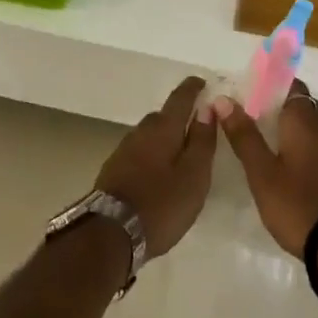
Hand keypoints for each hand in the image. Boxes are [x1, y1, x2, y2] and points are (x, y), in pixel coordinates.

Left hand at [94, 77, 218, 256]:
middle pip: (163, 116)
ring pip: (150, 135)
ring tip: (180, 153)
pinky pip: (140, 151)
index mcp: (163, 128)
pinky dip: (153, 154)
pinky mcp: (114, 169)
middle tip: (198, 127)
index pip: (180, 97)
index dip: (193, 88)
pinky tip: (158, 172)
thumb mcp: (194, 176)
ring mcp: (124, 149)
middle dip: (180, 116)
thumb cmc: (161, 204)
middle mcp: (141, 131)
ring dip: (165, 138)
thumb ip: (202, 141)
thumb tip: (208, 108)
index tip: (204, 83)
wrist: (110, 233)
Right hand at [213, 81, 317, 256]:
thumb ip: (244, 136)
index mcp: (304, 120)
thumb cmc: (298, 204)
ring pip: (314, 127)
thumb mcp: (262, 173)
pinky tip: (292, 167)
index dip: (271, 84)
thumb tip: (224, 99)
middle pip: (303, 105)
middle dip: (280, 105)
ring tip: (268, 141)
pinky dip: (307, 148)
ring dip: (294, 128)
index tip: (250, 91)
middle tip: (253, 117)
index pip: (291, 85)